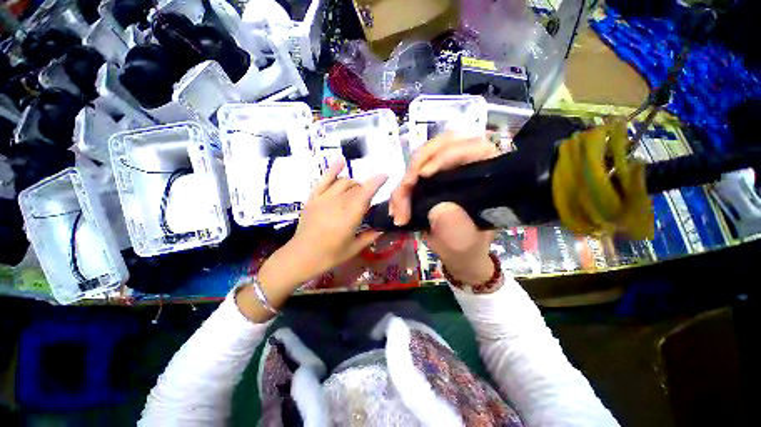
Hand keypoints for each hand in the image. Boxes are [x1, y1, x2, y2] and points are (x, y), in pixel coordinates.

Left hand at [283, 158, 387, 280]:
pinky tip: (341, 160)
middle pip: (356, 187)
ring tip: (356, 191)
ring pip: (343, 181)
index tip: (385, 175)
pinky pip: (324, 179)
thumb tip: (383, 228)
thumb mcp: (354, 248)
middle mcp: (338, 203)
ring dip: (354, 183)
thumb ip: (370, 236)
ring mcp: (323, 198)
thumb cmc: (329, 255)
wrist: (300, 256)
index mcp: (349, 216)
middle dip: (365, 189)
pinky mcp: (313, 198)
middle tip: (367, 201)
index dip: (376, 182)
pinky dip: (333, 169)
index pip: (365, 193)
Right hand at [390, 132, 498, 284]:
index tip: (423, 175)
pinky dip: (400, 189)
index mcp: (487, 174)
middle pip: (439, 146)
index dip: (446, 155)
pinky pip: (411, 175)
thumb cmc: (467, 246)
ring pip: (420, 159)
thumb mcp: (465, 242)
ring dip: (404, 182)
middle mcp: (466, 165)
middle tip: (404, 190)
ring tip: (398, 209)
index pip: (472, 147)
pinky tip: (395, 207)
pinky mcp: (430, 178)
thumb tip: (438, 209)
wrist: (456, 253)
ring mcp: (445, 170)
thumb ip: (457, 229)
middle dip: (416, 167)